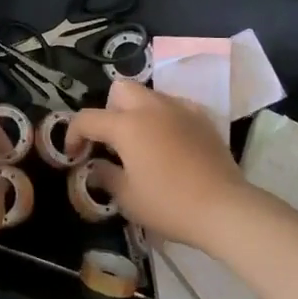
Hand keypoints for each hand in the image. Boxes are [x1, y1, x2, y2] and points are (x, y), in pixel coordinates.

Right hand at [69, 80, 249, 249]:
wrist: (224, 208)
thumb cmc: (169, 204)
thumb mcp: (127, 198)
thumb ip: (106, 176)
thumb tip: (97, 168)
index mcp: (127, 125)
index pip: (88, 118)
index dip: (73, 135)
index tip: (74, 155)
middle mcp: (151, 108)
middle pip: (120, 90)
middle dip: (109, 110)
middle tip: (112, 141)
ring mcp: (180, 109)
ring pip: (149, 95)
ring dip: (137, 111)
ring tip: (142, 142)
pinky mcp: (202, 118)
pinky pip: (175, 107)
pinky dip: (165, 118)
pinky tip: (170, 142)